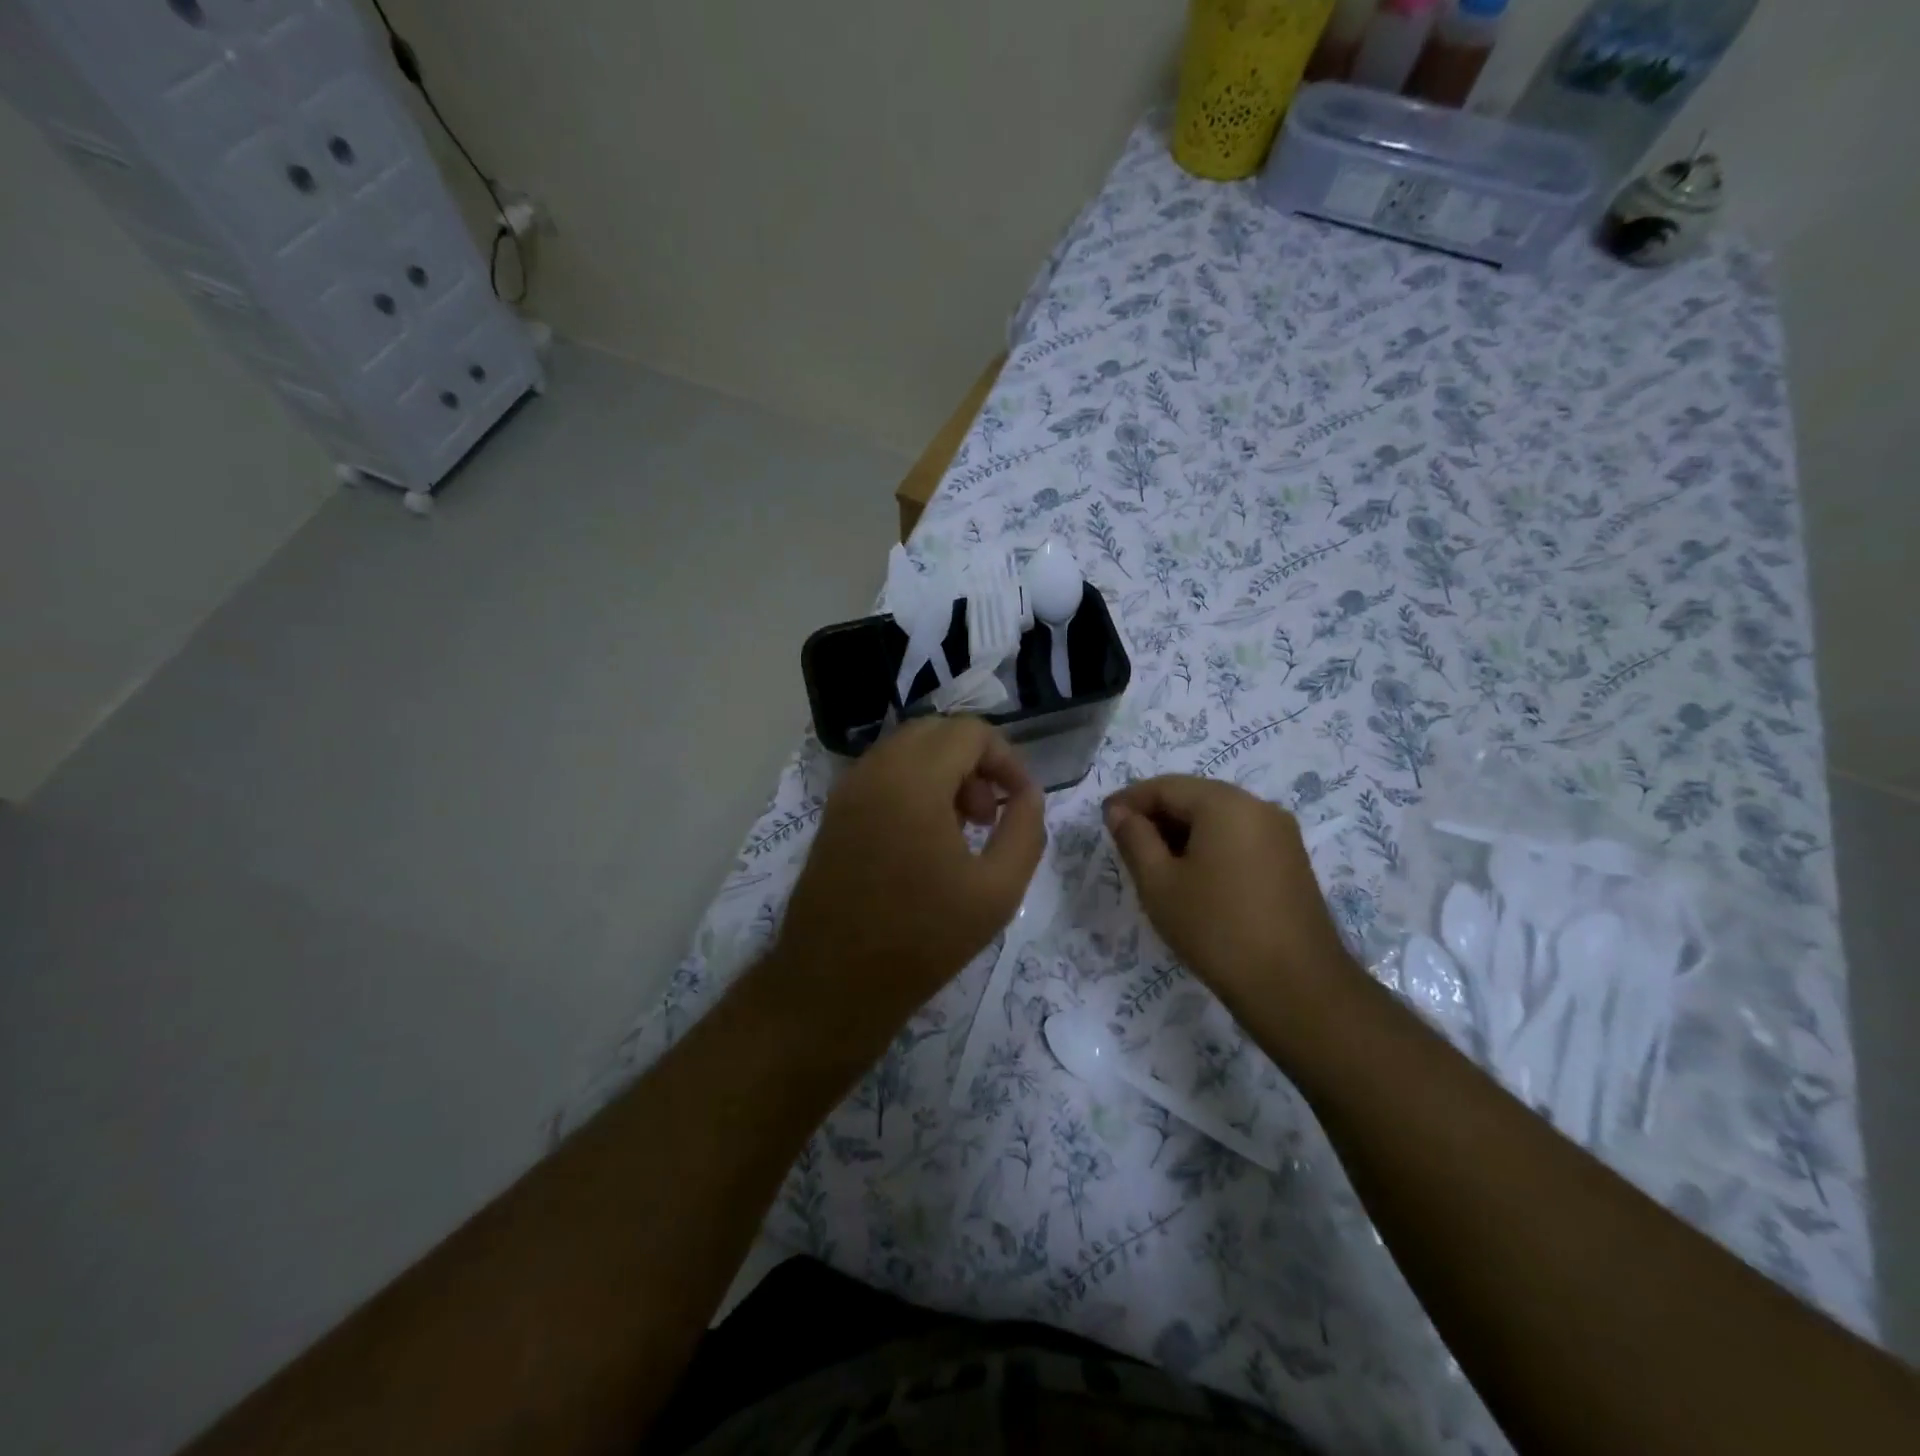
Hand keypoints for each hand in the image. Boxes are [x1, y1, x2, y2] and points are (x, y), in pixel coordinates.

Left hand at [771, 716, 1045, 1046]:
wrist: (834, 982)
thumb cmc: (922, 938)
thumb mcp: (998, 890)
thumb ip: (1025, 829)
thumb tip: (1027, 794)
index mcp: (914, 780)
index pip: (969, 731)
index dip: (1006, 758)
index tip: (1020, 801)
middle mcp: (875, 770)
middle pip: (936, 732)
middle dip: (974, 761)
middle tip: (989, 814)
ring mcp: (848, 790)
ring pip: (907, 750)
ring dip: (944, 772)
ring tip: (962, 828)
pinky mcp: (835, 812)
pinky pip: (883, 774)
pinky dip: (914, 785)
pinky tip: (925, 838)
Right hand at [1104, 776, 1359, 1019]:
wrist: (1296, 988)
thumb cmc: (1216, 929)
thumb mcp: (1159, 883)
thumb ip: (1134, 838)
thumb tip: (1118, 811)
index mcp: (1225, 803)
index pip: (1165, 786)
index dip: (1129, 801)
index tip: (1104, 822)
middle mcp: (1258, 806)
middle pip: (1194, 797)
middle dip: (1156, 816)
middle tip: (1125, 846)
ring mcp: (1280, 834)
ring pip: (1217, 819)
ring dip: (1182, 833)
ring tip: (1155, 866)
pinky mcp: (1290, 861)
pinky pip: (1239, 838)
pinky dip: (1209, 847)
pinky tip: (1192, 878)